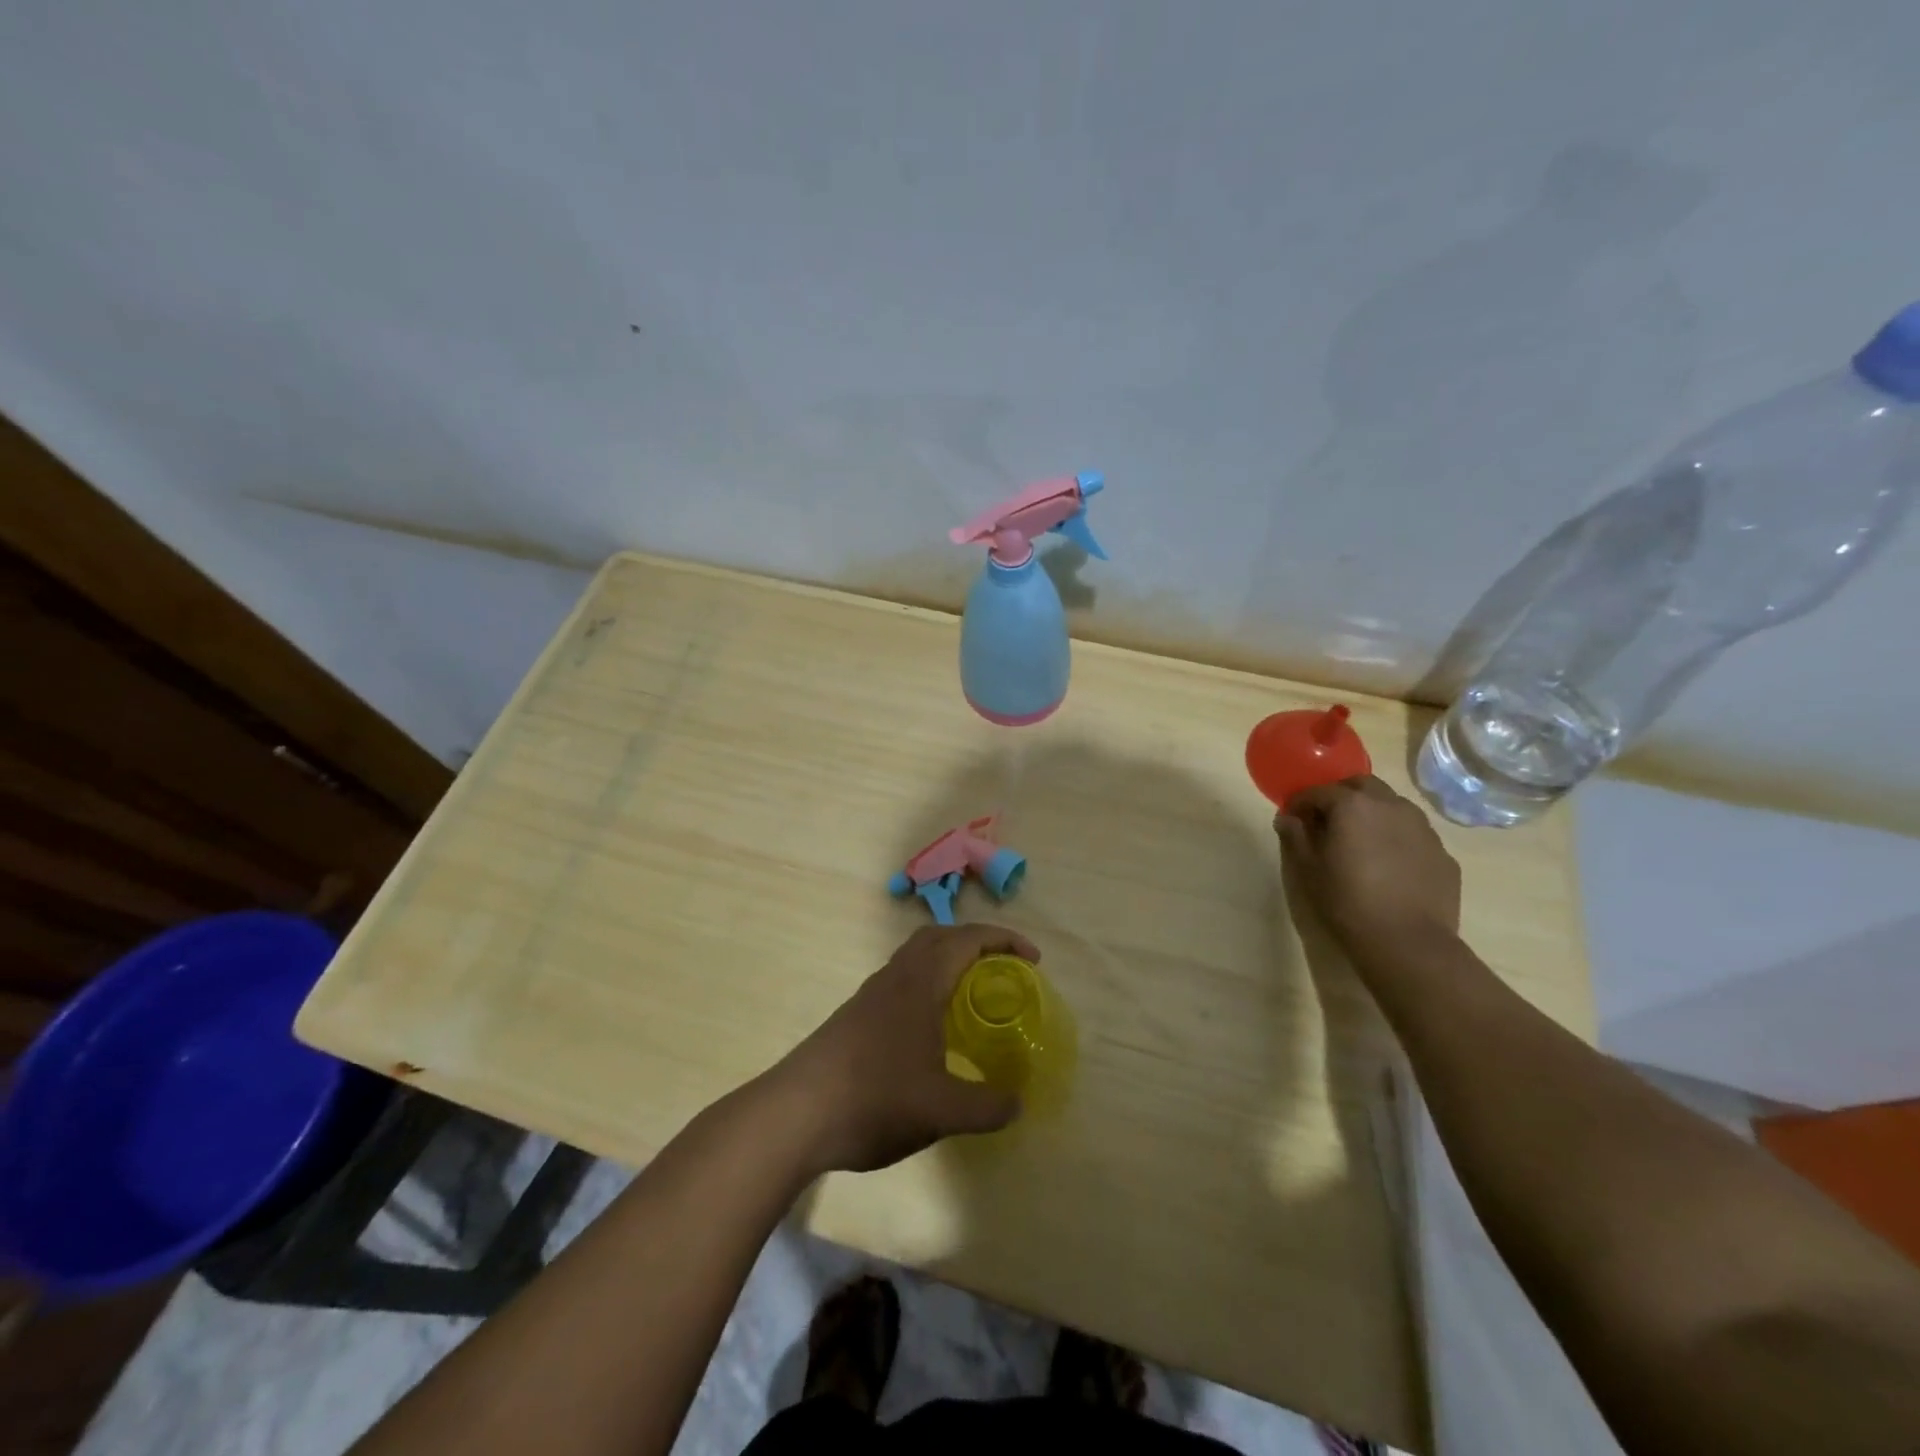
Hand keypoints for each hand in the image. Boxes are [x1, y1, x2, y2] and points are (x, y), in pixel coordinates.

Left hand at [773, 924, 1033, 1173]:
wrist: (795, 1113)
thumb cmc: (874, 1098)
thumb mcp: (942, 1110)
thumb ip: (987, 1106)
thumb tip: (1017, 1103)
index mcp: (920, 982)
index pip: (967, 939)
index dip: (1004, 940)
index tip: (1033, 960)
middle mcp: (895, 976)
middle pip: (939, 936)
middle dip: (976, 942)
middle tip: (1003, 969)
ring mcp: (871, 995)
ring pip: (916, 957)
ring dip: (948, 962)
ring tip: (971, 996)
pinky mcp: (855, 1016)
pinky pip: (901, 980)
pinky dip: (927, 984)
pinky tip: (932, 1029)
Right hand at [1275, 775, 1461, 957]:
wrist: (1408, 943)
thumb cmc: (1347, 901)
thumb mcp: (1308, 869)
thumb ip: (1295, 836)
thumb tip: (1287, 818)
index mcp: (1353, 806)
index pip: (1319, 791)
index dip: (1301, 802)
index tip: (1292, 818)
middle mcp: (1391, 806)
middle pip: (1362, 785)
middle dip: (1341, 795)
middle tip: (1327, 820)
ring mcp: (1423, 828)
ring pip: (1393, 806)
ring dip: (1372, 813)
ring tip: (1361, 841)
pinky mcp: (1443, 853)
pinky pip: (1413, 834)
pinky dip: (1396, 838)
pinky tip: (1389, 865)